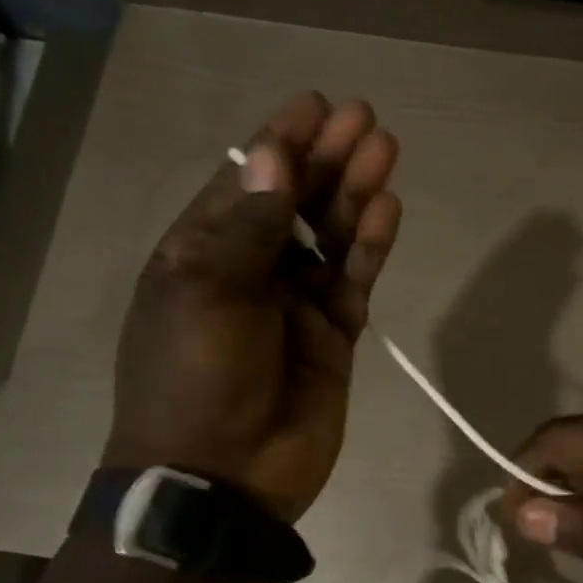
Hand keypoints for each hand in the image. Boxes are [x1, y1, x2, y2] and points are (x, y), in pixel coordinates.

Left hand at [103, 92, 400, 521]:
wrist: (222, 477)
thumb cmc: (195, 377)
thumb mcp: (207, 292)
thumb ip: (250, 227)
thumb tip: (274, 157)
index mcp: (201, 252)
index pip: (246, 182)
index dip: (280, 142)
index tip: (316, 105)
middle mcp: (250, 269)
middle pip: (295, 201)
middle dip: (327, 159)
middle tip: (365, 120)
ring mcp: (295, 303)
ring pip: (332, 236)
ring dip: (356, 195)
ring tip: (385, 151)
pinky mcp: (334, 335)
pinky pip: (355, 281)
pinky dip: (371, 248)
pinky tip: (388, 211)